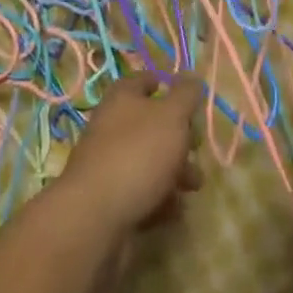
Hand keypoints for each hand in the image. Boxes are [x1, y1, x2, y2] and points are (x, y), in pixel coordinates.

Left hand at [55, 74, 204, 239]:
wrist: (95, 215)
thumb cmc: (138, 154)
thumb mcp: (171, 117)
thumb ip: (185, 96)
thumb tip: (192, 77)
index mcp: (122, 97)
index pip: (144, 80)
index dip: (167, 85)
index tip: (189, 100)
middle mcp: (112, 124)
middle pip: (150, 123)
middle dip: (178, 137)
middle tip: (197, 151)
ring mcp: (108, 162)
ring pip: (148, 160)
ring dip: (174, 172)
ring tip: (193, 188)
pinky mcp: (109, 196)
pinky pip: (140, 191)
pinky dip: (159, 198)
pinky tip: (175, 210)